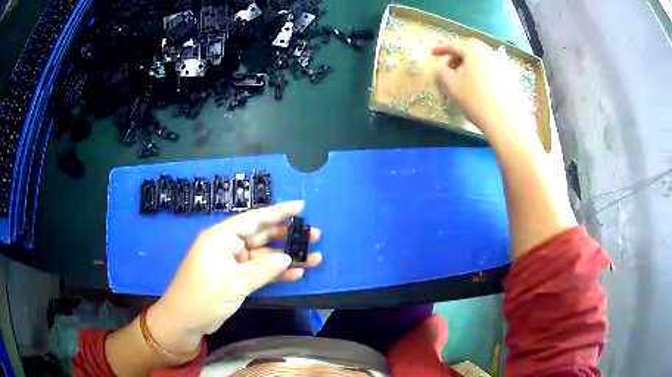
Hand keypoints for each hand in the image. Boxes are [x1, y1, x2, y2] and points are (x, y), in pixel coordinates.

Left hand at [147, 201, 321, 353]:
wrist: (185, 321)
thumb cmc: (203, 297)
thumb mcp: (234, 283)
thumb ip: (262, 269)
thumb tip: (287, 257)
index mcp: (221, 238)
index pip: (253, 219)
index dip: (278, 212)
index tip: (301, 206)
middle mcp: (227, 246)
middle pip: (262, 236)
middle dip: (287, 236)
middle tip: (315, 235)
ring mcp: (232, 263)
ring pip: (264, 256)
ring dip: (287, 258)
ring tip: (314, 257)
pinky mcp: (236, 278)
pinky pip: (259, 271)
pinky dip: (276, 273)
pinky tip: (296, 274)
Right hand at [431, 38, 532, 133]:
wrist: (506, 121)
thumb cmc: (475, 100)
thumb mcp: (451, 86)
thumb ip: (441, 72)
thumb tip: (439, 67)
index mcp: (473, 50)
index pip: (453, 45)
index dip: (441, 49)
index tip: (432, 54)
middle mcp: (489, 51)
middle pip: (470, 49)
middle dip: (457, 56)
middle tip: (449, 68)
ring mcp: (502, 64)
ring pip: (482, 59)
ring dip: (471, 64)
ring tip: (465, 79)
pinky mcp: (511, 77)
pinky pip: (492, 69)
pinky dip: (483, 72)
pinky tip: (481, 86)